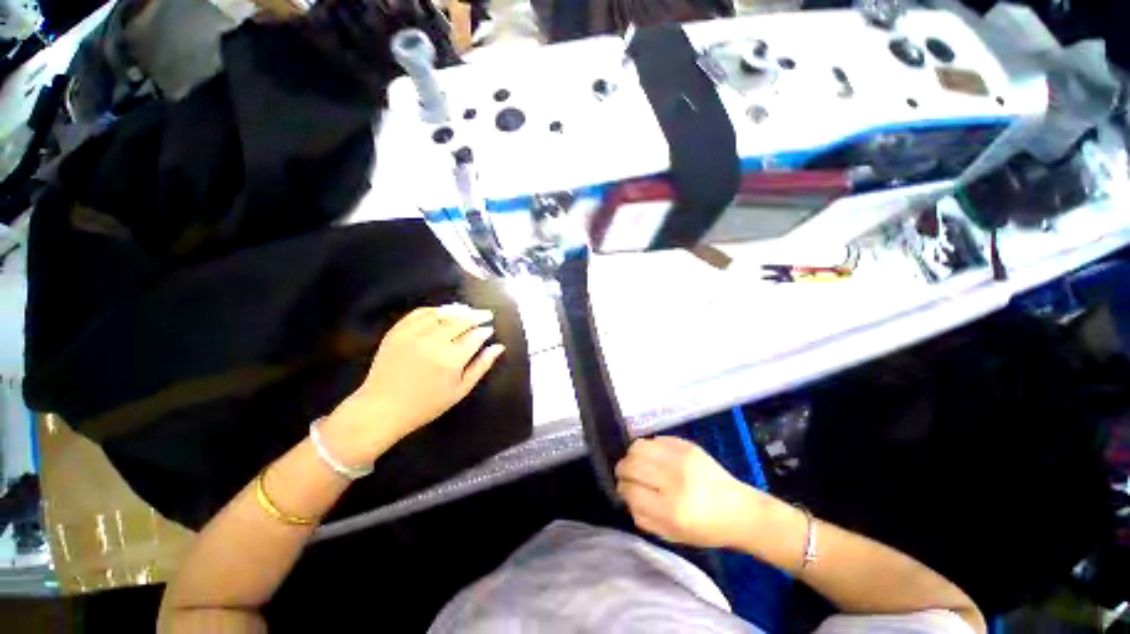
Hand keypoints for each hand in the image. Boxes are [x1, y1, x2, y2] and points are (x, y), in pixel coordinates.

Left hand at [325, 304, 505, 461]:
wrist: (382, 408)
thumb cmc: (426, 405)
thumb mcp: (460, 390)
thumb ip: (481, 366)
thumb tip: (498, 347)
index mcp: (451, 359)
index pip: (475, 336)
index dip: (485, 331)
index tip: (490, 329)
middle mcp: (433, 341)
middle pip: (461, 320)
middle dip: (477, 315)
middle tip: (486, 314)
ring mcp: (413, 334)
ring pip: (442, 313)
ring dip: (459, 310)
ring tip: (468, 311)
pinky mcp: (397, 331)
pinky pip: (420, 313)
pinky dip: (435, 309)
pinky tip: (443, 312)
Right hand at [615, 436, 761, 547]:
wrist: (739, 510)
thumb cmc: (705, 529)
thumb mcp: (671, 535)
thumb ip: (642, 516)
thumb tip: (625, 494)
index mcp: (671, 508)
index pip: (630, 490)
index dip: (622, 489)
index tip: (624, 490)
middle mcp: (674, 478)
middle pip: (631, 464)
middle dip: (622, 470)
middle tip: (626, 475)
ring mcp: (681, 457)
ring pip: (638, 446)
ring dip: (633, 455)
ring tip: (639, 464)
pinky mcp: (686, 444)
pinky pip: (655, 439)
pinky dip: (649, 449)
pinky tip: (656, 459)